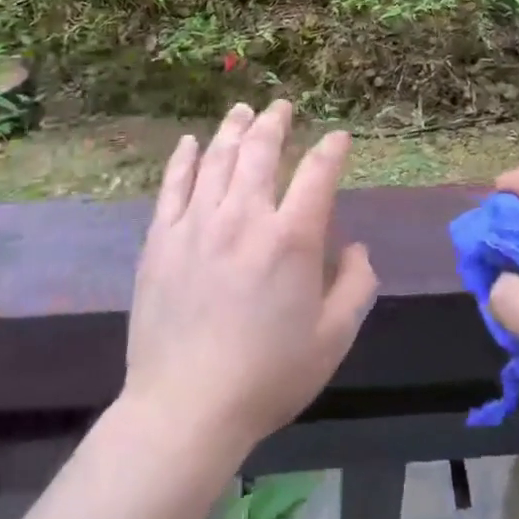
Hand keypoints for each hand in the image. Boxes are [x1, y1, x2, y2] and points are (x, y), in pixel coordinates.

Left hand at [124, 100, 377, 455]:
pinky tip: (191, 143)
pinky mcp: (161, 240)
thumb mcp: (333, 339)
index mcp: (291, 240)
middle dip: (275, 122)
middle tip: (281, 107)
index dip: (332, 149)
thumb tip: (356, 248)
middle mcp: (244, 218)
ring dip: (234, 129)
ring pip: (218, 159)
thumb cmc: (267, 377)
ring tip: (243, 110)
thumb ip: (356, 286)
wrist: (184, 411)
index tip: (339, 138)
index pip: (317, 174)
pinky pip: (173, 186)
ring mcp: (197, 225)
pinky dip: (184, 159)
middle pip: (261, 151)